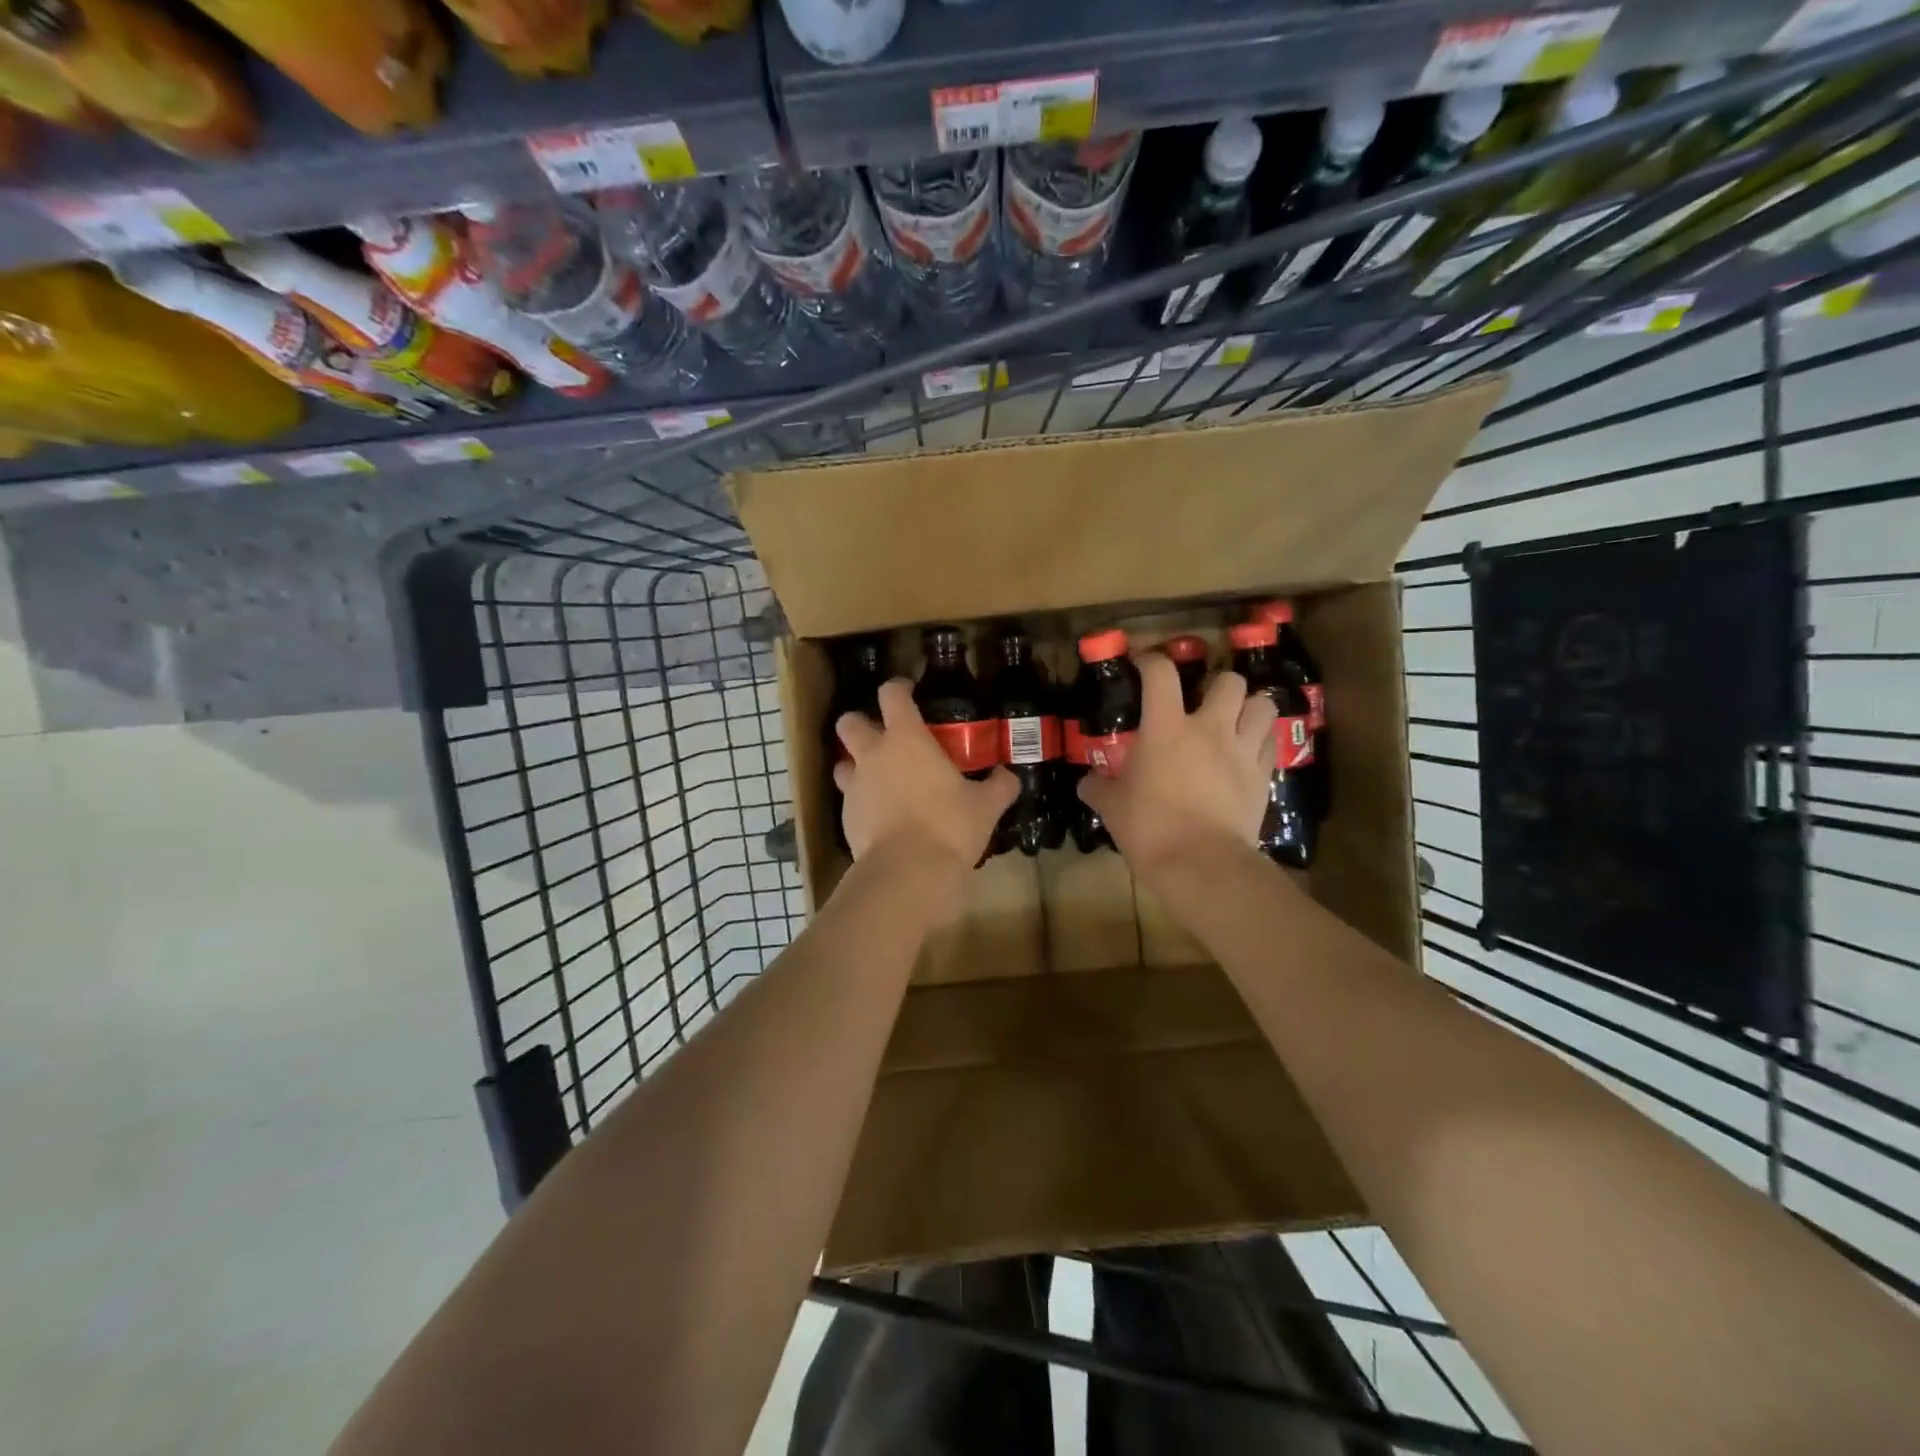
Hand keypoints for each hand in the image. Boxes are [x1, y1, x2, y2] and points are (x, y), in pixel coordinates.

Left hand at [834, 679, 1018, 897]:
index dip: (898, 688)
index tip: (909, 691)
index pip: (891, 694)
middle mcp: (873, 755)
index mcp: (906, 738)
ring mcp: (854, 787)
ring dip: (856, 765)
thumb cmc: (949, 825)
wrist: (908, 872)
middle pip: (849, 722)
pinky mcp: (846, 818)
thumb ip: (999, 785)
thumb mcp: (985, 805)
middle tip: (883, 737)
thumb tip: (1010, 776)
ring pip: (842, 763)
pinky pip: (849, 800)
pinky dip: (862, 803)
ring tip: (879, 779)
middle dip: (860, 723)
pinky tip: (881, 817)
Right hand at [1079, 652, 1276, 878]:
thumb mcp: (1112, 806)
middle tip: (1202, 702)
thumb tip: (1086, 782)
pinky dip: (1260, 741)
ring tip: (1235, 720)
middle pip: (1228, 680)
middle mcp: (1209, 728)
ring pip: (1262, 705)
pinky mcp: (1262, 775)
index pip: (1160, 673)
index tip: (1142, 663)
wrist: (1200, 863)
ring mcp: (1241, 750)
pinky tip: (1246, 753)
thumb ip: (1098, 787)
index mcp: (1165, 727)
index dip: (1150, 660)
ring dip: (1248, 707)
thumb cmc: (1149, 827)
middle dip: (1216, 684)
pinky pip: (1269, 743)